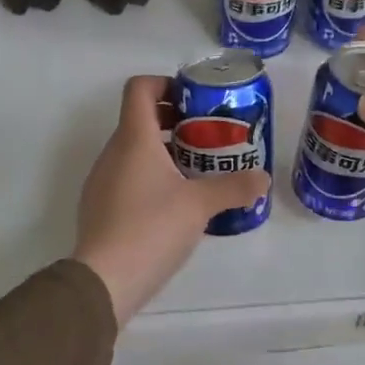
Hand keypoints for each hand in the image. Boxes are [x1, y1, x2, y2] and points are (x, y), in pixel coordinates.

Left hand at [72, 75, 270, 323]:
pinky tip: (175, 204)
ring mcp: (102, 180)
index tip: (194, 101)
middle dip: (175, 121)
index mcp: (134, 139)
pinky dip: (151, 177)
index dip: (165, 84)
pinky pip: (127, 177)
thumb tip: (263, 178)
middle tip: (208, 136)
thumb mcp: (200, 206)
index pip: (140, 88)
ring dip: (165, 151)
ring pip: (134, 150)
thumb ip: (234, 187)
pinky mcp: (100, 207)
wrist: (104, 280)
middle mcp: (113, 152)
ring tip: (198, 171)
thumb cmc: (151, 228)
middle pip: (140, 119)